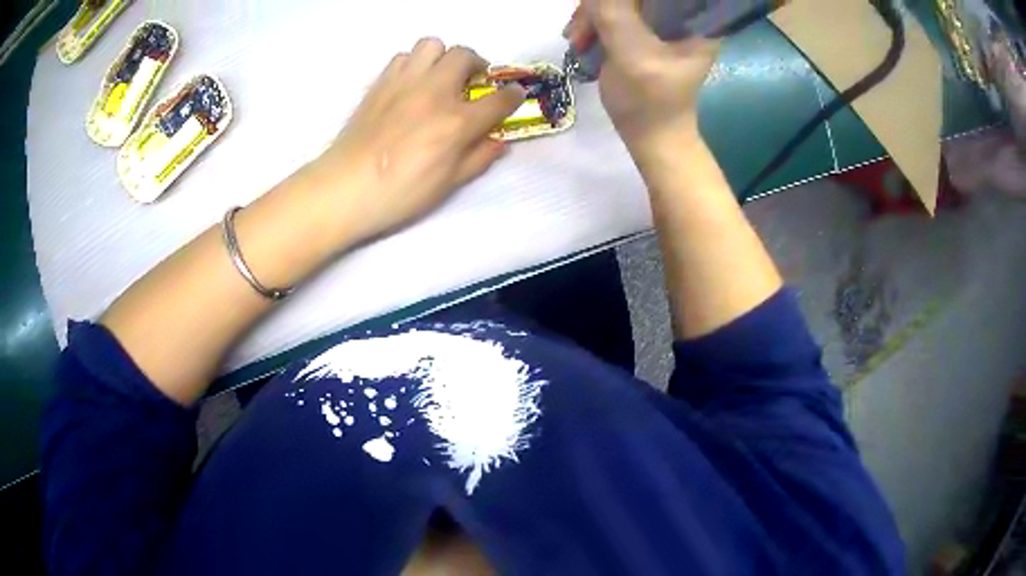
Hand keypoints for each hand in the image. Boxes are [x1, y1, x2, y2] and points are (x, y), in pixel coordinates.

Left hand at [304, 38, 525, 245]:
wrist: (345, 188)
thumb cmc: (399, 194)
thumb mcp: (448, 184)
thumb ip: (478, 158)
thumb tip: (499, 141)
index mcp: (457, 123)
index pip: (499, 99)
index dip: (513, 96)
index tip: (514, 96)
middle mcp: (435, 92)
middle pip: (466, 56)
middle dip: (478, 65)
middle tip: (474, 82)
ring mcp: (405, 82)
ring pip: (432, 45)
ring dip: (444, 56)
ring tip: (441, 76)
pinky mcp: (381, 82)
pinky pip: (404, 56)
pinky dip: (415, 63)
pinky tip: (412, 83)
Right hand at [565, 0, 718, 152]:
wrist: (649, 134)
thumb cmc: (650, 100)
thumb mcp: (633, 53)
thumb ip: (614, 13)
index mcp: (694, 18)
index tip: (600, 9)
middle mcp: (680, 13)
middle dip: (600, 6)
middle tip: (580, 30)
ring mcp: (658, 21)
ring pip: (616, 0)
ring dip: (590, 16)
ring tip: (577, 41)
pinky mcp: (640, 29)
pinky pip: (610, 11)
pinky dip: (591, 22)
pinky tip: (581, 40)